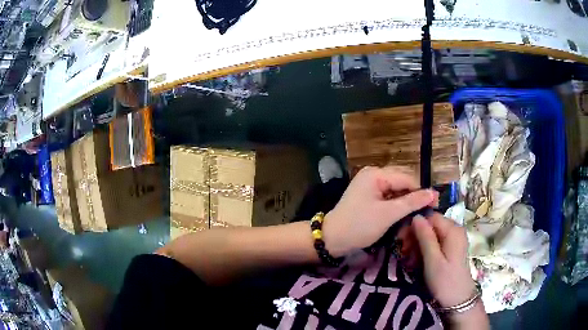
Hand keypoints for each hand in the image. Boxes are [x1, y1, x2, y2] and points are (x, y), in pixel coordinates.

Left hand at [323, 166, 436, 257]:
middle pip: (402, 182)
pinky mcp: (368, 195)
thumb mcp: (388, 214)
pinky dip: (397, 205)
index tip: (435, 205)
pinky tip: (403, 214)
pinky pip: (388, 196)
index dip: (422, 192)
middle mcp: (373, 174)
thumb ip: (411, 202)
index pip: (407, 178)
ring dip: (407, 202)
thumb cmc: (359, 226)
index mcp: (376, 174)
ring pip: (396, 190)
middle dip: (414, 197)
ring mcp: (370, 184)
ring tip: (418, 214)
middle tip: (427, 211)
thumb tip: (433, 193)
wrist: (332, 239)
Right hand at [412, 213, 488, 326]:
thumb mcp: (433, 261)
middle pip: (431, 224)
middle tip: (403, 251)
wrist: (458, 299)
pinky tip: (417, 260)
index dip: (415, 225)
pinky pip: (436, 242)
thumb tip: (416, 216)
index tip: (402, 239)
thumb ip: (425, 237)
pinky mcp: (452, 248)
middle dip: (416, 236)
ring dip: (418, 244)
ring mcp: (454, 239)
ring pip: (432, 234)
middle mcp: (455, 230)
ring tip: (409, 258)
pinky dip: (425, 249)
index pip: (430, 216)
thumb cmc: (445, 281)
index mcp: (453, 230)